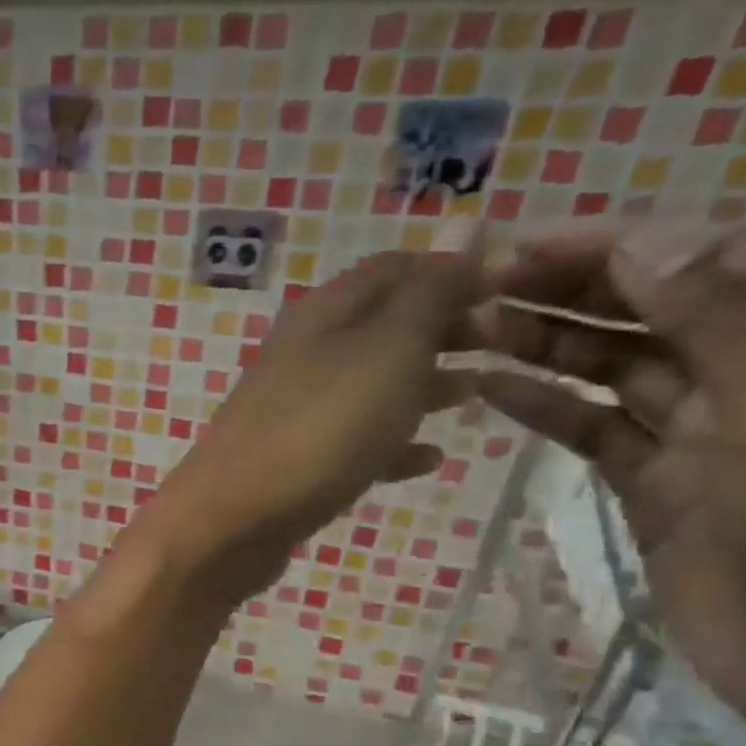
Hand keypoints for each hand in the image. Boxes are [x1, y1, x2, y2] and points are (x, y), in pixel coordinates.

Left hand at [139, 241, 478, 609]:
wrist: (229, 524)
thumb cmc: (318, 431)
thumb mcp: (388, 350)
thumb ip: (430, 291)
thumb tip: (467, 221)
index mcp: (323, 314)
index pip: (395, 269)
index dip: (455, 269)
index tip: (516, 288)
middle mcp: (304, 355)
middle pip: (384, 327)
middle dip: (446, 329)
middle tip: (508, 343)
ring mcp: (294, 412)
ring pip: (370, 386)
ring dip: (424, 385)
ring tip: (479, 395)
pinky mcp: (292, 464)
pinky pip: (353, 443)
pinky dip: (391, 445)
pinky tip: (428, 460)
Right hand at [477, 221, 745, 745]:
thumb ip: (722, 316)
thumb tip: (643, 239)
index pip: (707, 258)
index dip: (615, 244)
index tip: (525, 244)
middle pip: (652, 305)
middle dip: (569, 288)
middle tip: (479, 284)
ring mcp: (702, 428)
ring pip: (612, 364)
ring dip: (545, 342)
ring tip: (471, 329)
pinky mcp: (654, 481)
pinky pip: (592, 428)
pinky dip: (544, 405)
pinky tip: (491, 388)